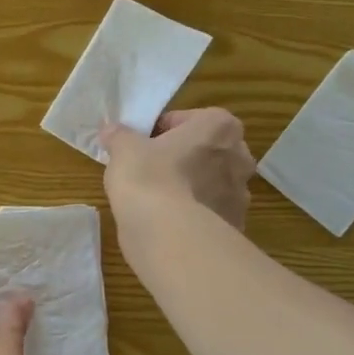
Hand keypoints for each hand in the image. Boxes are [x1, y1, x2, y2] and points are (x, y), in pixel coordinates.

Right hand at [100, 108, 254, 230]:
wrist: (169, 234)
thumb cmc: (149, 177)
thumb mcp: (123, 149)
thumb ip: (119, 135)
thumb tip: (111, 130)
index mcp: (219, 127)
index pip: (187, 120)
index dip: (161, 132)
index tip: (142, 146)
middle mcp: (240, 156)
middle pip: (205, 151)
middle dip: (184, 158)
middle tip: (151, 171)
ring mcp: (241, 194)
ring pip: (211, 183)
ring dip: (191, 187)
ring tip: (158, 201)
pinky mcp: (235, 225)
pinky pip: (210, 213)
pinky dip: (194, 215)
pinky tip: (169, 223)